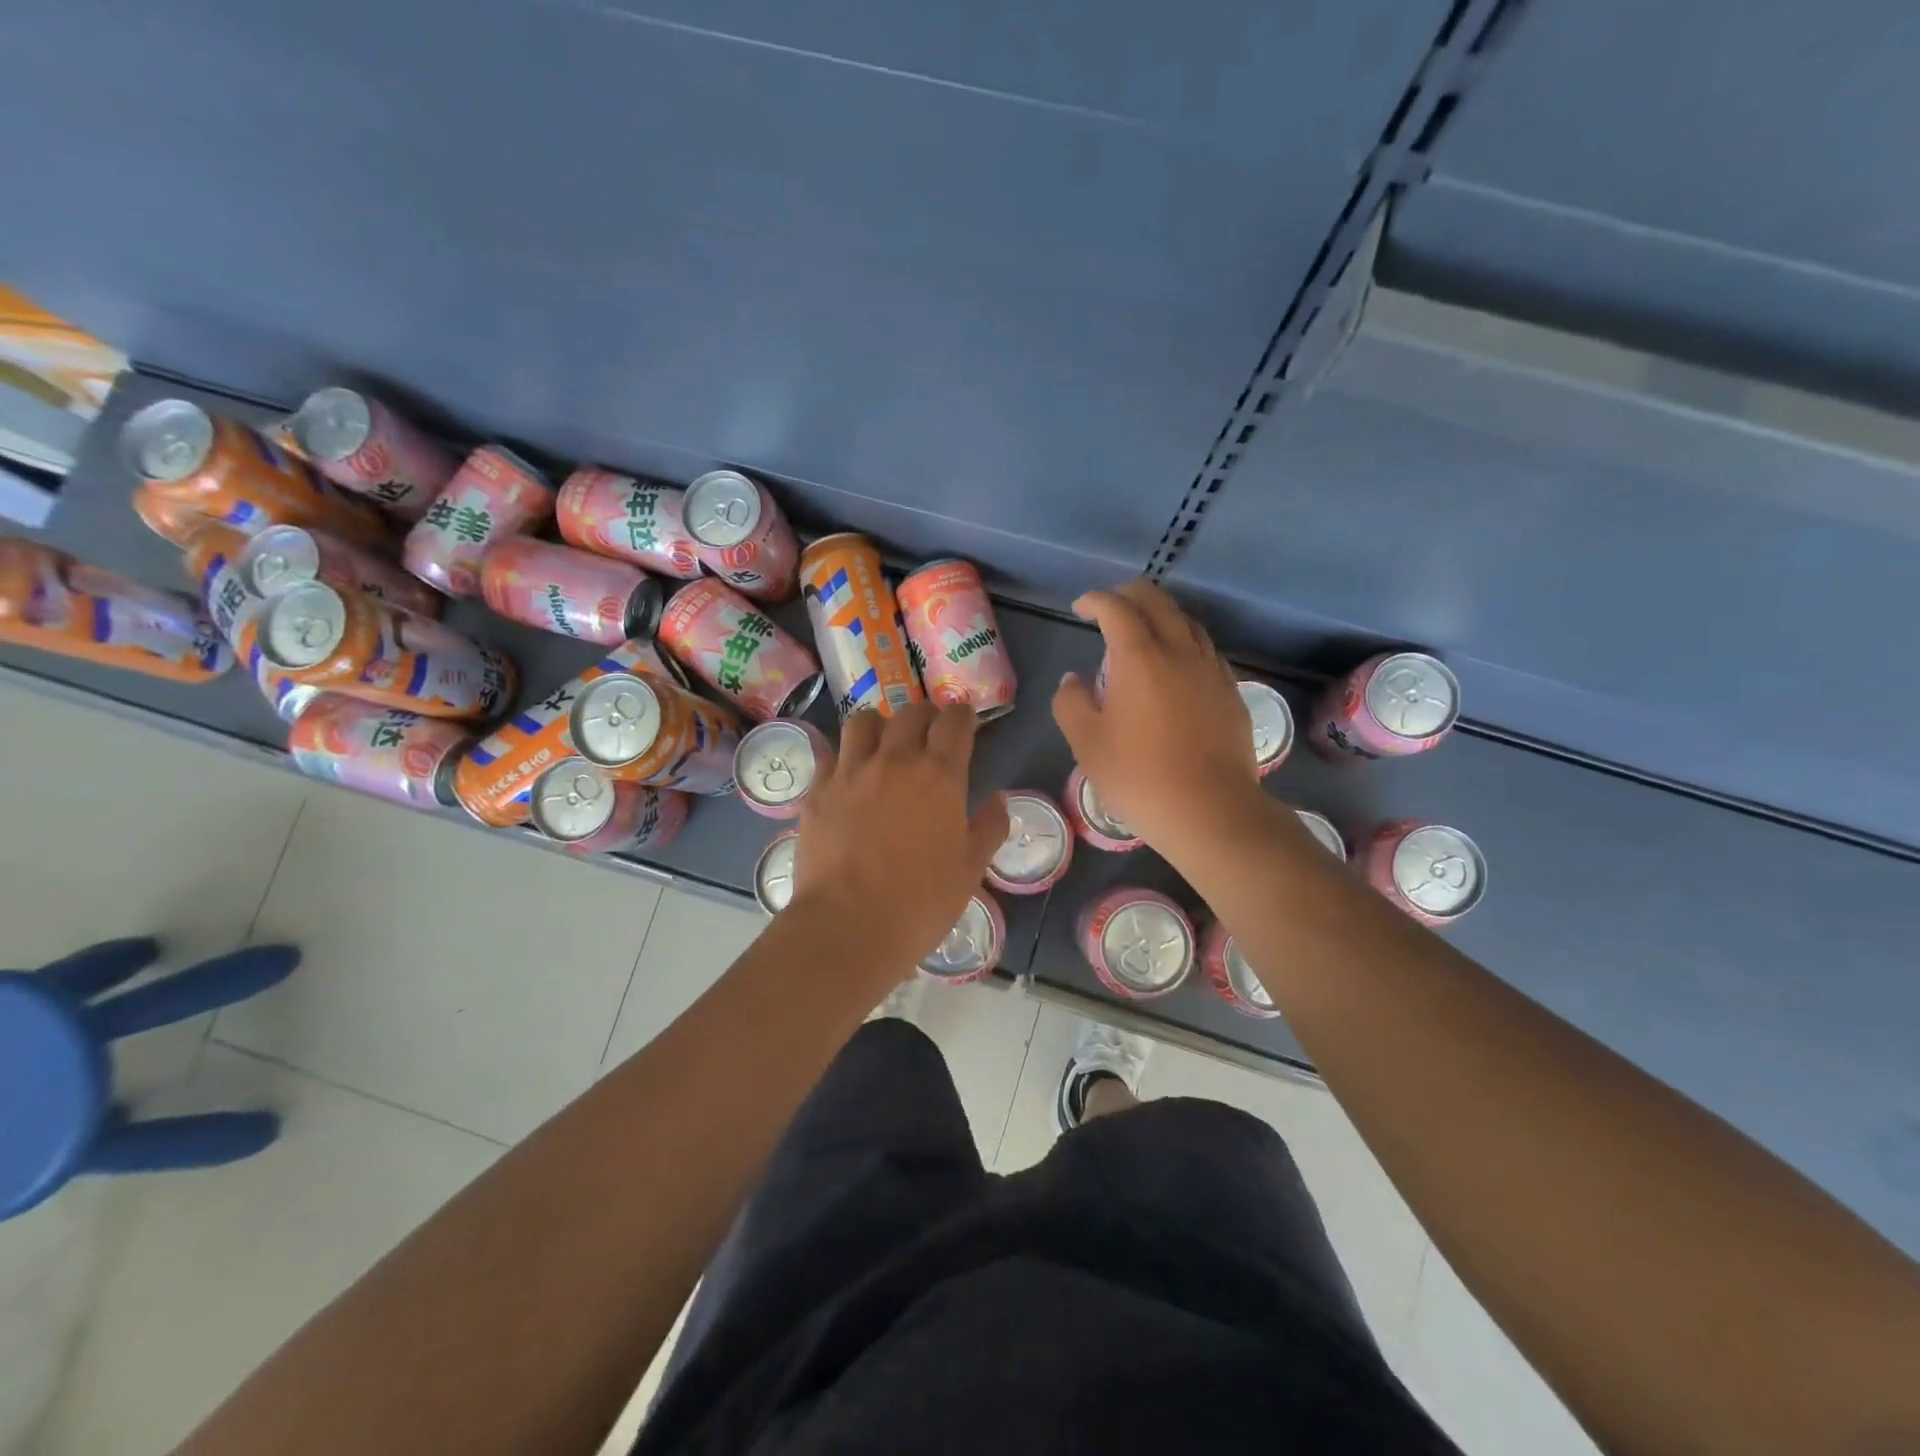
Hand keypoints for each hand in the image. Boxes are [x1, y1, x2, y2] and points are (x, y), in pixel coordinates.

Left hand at [792, 703, 1009, 976]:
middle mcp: (895, 760)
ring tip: (884, 743)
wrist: (849, 926)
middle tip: (929, 732)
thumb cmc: (920, 902)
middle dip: (926, 715)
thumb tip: (996, 798)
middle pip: (911, 712)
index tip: (965, 722)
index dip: (963, 716)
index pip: (955, 722)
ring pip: (864, 721)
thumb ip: (989, 827)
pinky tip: (849, 774)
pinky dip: (845, 755)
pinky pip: (832, 753)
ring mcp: (852, 771)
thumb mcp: (971, 869)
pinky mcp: (819, 789)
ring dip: (880, 725)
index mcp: (939, 775)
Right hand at [1052, 580, 1266, 868]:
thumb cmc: (1139, 777)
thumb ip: (1071, 703)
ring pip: (1187, 623)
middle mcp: (1179, 652)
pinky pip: (1206, 650)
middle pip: (1158, 602)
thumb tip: (1073, 680)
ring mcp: (1211, 670)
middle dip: (1130, 595)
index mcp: (1139, 658)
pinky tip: (1177, 665)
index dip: (1095, 601)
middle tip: (1109, 606)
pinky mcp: (1231, 692)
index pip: (1117, 609)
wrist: (1210, 811)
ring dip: (1161, 615)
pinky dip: (1185, 642)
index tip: (1080, 608)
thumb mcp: (1086, 743)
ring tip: (1143, 630)